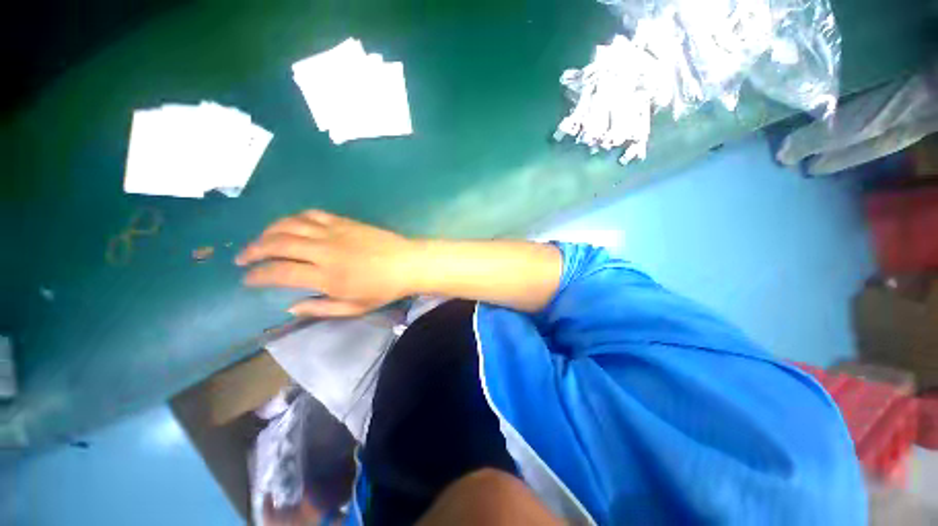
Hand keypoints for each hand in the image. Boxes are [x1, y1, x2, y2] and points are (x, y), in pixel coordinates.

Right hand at [236, 210, 420, 316]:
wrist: (408, 263)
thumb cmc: (384, 289)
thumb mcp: (354, 308)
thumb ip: (321, 308)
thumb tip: (291, 306)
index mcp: (326, 276)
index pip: (279, 272)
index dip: (257, 275)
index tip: (247, 279)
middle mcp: (324, 251)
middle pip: (277, 244)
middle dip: (253, 250)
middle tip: (243, 258)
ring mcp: (334, 232)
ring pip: (290, 225)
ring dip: (268, 231)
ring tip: (260, 240)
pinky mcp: (345, 221)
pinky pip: (312, 214)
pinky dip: (295, 218)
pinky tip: (290, 225)